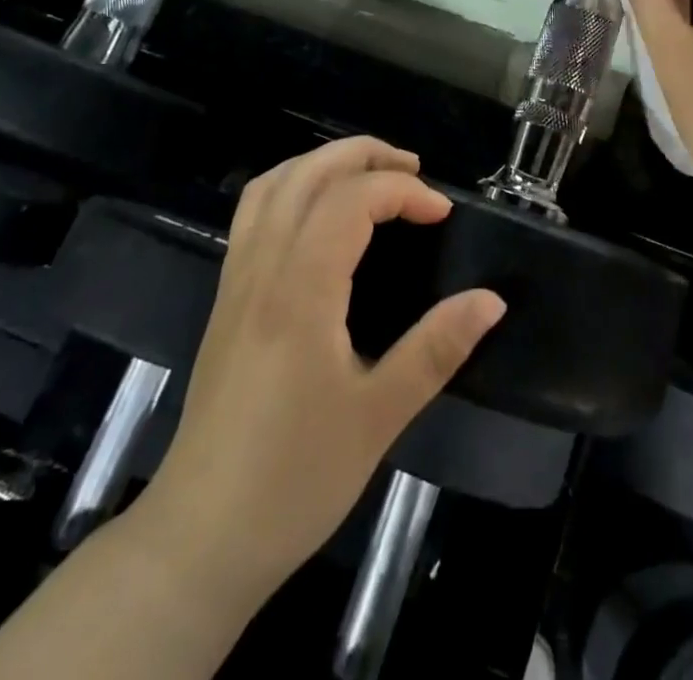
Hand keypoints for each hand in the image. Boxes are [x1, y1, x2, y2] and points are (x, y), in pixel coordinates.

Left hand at [139, 138, 504, 610]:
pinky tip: (321, 215)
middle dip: (365, 154)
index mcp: (300, 290)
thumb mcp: (380, 417)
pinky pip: (254, 212)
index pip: (352, 199)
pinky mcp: (225, 297)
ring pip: (273, 184)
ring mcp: (236, 279)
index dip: (404, 191)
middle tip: (414, 171)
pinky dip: (293, 186)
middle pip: (308, 172)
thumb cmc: (294, 479)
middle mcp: (262, 267)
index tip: (442, 214)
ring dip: (324, 163)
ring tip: (371, 177)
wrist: (200, 538)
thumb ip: (437, 349)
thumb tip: (492, 300)